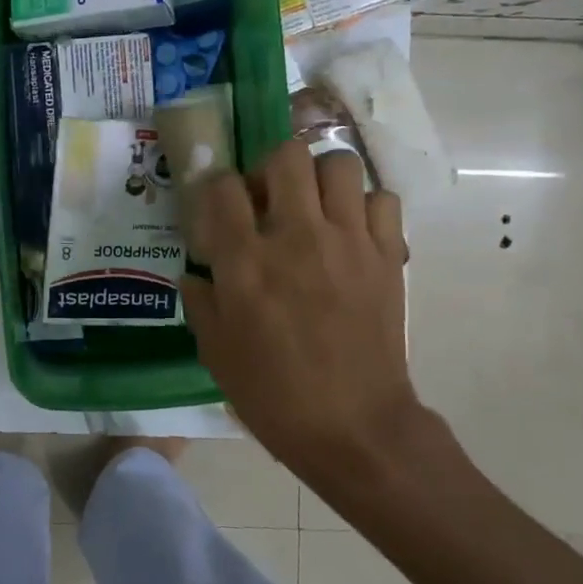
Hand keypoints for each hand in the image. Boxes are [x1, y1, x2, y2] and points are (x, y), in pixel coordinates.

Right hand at [182, 142, 433, 480]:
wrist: (355, 428)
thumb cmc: (274, 395)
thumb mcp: (216, 351)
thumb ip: (200, 301)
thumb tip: (195, 272)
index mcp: (247, 261)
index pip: (223, 186)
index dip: (215, 188)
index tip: (219, 208)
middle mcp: (297, 237)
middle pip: (287, 155)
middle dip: (271, 167)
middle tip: (270, 198)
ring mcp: (348, 242)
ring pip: (340, 164)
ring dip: (321, 178)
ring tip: (314, 207)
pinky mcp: (387, 256)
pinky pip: (383, 200)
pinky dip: (365, 206)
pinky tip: (352, 232)